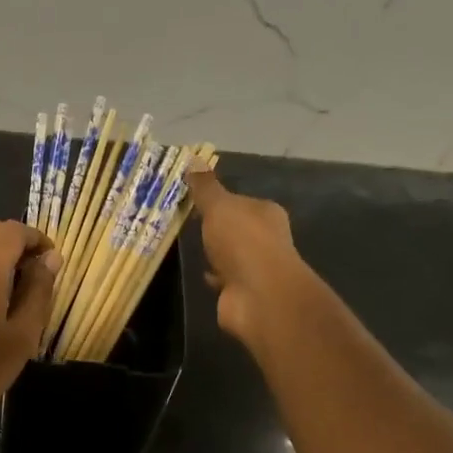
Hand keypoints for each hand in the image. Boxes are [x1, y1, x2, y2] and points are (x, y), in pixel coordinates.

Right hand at [186, 168, 327, 354]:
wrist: (257, 294)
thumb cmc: (242, 242)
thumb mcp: (219, 207)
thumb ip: (205, 187)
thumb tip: (193, 157)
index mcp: (265, 213)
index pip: (240, 201)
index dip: (219, 200)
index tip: (194, 200)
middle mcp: (266, 239)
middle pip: (236, 228)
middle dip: (217, 228)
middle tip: (187, 223)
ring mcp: (256, 267)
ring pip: (230, 255)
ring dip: (215, 253)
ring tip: (189, 248)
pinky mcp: (244, 291)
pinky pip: (225, 279)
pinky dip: (214, 276)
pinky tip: (201, 273)